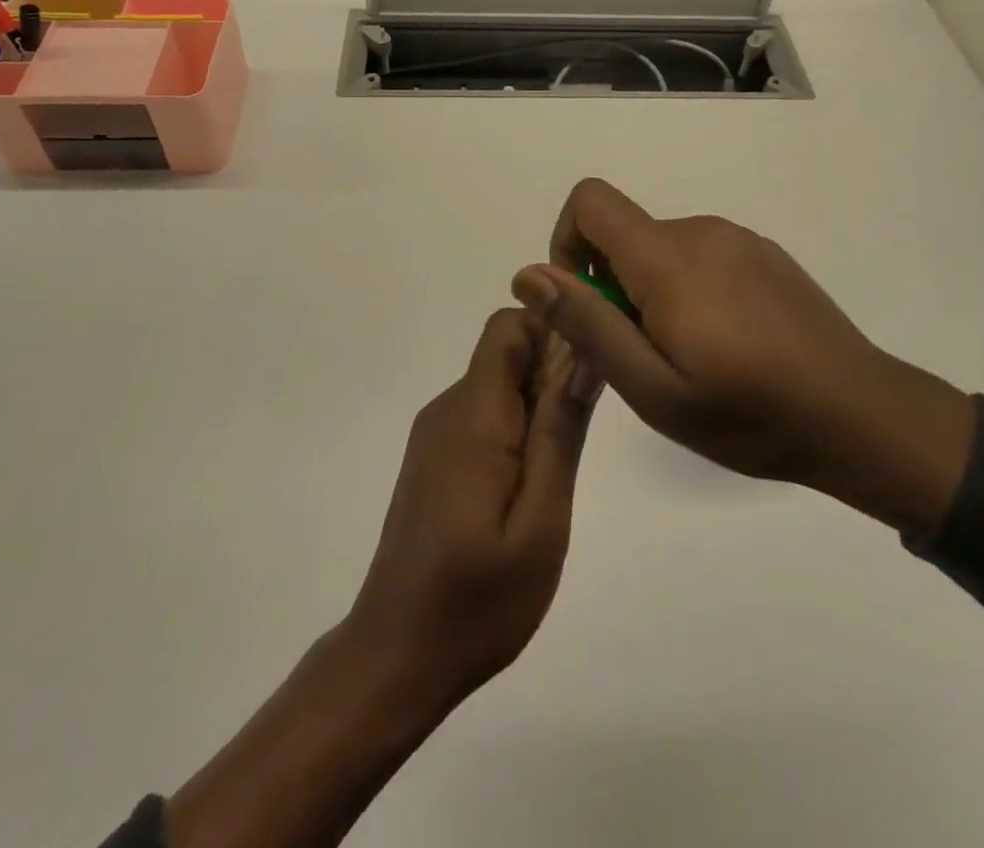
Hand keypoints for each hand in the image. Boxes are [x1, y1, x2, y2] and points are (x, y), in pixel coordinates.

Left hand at [161, 311, 595, 847]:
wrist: (397, 655)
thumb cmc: (478, 599)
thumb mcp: (541, 521)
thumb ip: (561, 430)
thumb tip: (584, 352)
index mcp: (473, 414)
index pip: (509, 327)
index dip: (552, 333)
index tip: (586, 377)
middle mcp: (448, 408)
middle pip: (506, 352)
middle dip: (551, 376)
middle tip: (575, 443)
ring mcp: (436, 433)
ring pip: (498, 385)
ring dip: (536, 408)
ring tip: (554, 477)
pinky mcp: (434, 457)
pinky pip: (483, 415)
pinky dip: (515, 431)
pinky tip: (526, 490)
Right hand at [510, 179, 973, 536]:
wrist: (862, 417)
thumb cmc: (750, 414)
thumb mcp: (653, 389)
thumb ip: (588, 325)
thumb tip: (530, 274)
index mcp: (668, 258)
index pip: (590, 200)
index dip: (567, 243)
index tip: (586, 302)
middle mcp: (701, 230)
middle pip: (625, 232)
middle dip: (613, 284)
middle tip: (644, 356)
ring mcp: (738, 239)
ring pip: (662, 248)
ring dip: (652, 292)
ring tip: (689, 357)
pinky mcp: (764, 253)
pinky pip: (701, 256)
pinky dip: (688, 289)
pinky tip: (726, 345)